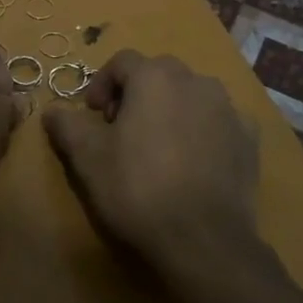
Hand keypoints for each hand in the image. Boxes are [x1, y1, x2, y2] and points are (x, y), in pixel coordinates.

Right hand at [43, 50, 259, 279]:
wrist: (204, 240)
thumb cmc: (138, 188)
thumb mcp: (87, 157)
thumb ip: (67, 124)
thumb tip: (52, 109)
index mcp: (155, 77)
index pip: (122, 62)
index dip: (101, 84)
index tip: (92, 115)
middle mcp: (195, 80)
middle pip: (158, 74)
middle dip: (136, 94)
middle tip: (121, 129)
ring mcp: (228, 109)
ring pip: (191, 95)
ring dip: (171, 109)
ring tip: (158, 146)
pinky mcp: (249, 139)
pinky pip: (219, 121)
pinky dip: (203, 130)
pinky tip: (193, 161)